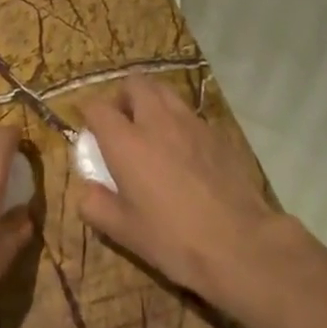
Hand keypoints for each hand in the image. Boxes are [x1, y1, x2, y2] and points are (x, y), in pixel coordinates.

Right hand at [76, 78, 288, 312]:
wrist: (239, 243)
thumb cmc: (173, 238)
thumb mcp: (123, 231)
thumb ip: (95, 205)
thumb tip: (87, 191)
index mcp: (126, 142)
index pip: (98, 107)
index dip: (88, 112)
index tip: (88, 126)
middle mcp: (157, 122)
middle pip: (135, 84)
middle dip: (122, 96)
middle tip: (121, 122)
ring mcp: (192, 124)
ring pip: (165, 93)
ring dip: (152, 102)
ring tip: (151, 131)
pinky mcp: (218, 134)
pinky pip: (190, 114)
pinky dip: (178, 121)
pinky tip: (182, 150)